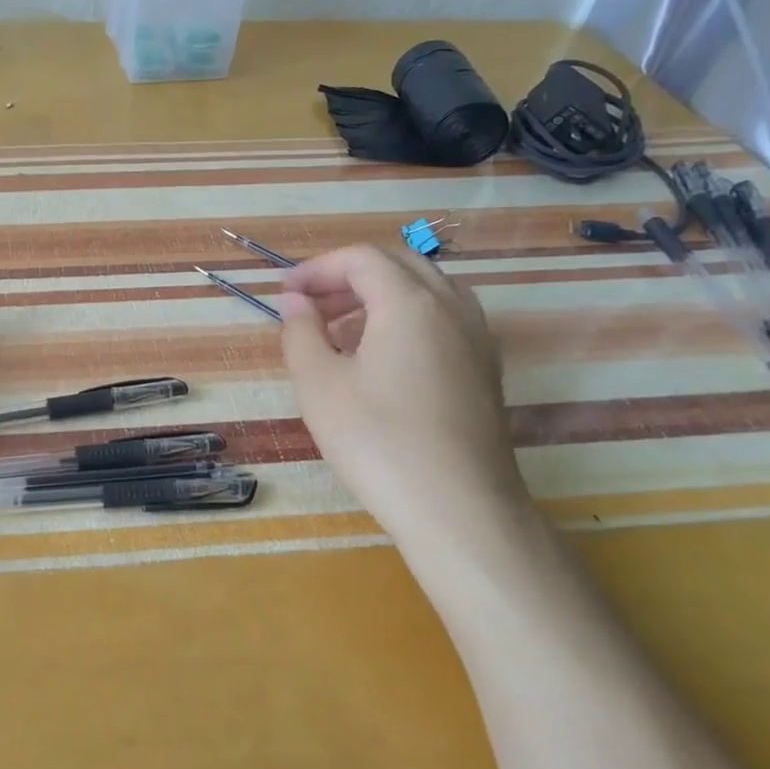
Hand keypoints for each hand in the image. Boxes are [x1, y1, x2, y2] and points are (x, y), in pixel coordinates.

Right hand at [279, 244, 523, 534]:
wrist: (459, 510)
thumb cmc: (378, 441)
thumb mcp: (319, 385)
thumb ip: (301, 332)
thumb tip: (295, 303)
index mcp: (410, 302)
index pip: (362, 258)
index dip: (318, 268)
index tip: (285, 293)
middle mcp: (452, 307)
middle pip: (398, 264)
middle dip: (348, 275)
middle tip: (309, 304)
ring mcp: (476, 338)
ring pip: (425, 290)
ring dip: (378, 295)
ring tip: (339, 330)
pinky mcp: (484, 369)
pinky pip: (442, 320)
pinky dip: (405, 319)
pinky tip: (378, 358)